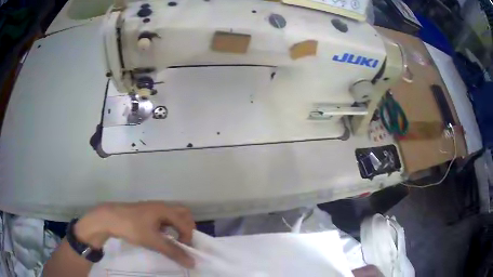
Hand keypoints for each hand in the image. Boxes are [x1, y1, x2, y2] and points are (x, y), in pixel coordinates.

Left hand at [74, 201, 195, 267]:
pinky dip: (168, 227)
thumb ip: (173, 252)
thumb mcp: (154, 241)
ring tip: (174, 241)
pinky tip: (161, 236)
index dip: (188, 237)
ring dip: (178, 227)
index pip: (186, 222)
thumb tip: (192, 263)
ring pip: (173, 215)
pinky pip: (164, 218)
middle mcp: (161, 206)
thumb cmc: (133, 227)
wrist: (109, 218)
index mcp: (165, 209)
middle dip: (187, 228)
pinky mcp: (146, 213)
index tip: (183, 249)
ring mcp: (153, 209)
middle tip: (184, 242)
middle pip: (183, 214)